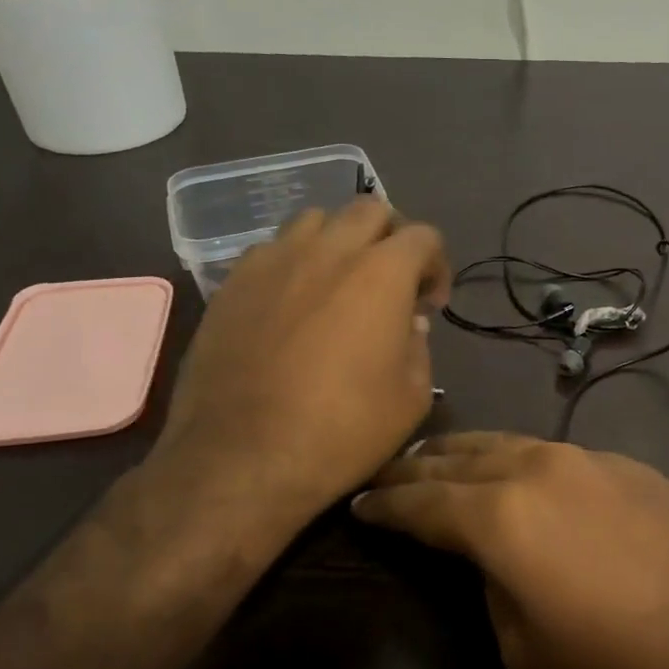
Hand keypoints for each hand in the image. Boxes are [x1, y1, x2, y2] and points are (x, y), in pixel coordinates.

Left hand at [139, 198, 448, 557]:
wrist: (242, 459)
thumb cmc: (341, 431)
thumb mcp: (411, 399)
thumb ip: (419, 347)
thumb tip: (406, 321)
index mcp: (381, 273)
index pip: (423, 236)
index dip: (436, 265)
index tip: (429, 304)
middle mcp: (328, 251)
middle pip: (369, 210)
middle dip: (390, 237)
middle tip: (390, 282)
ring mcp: (273, 261)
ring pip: (315, 220)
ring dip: (338, 241)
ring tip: (337, 283)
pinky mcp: (232, 283)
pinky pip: (271, 250)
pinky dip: (292, 262)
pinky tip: (290, 303)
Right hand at [352, 433, 668, 668]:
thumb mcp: (530, 656)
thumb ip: (492, 591)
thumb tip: (492, 561)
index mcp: (501, 515)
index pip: (422, 502)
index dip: (385, 506)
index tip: (358, 504)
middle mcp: (539, 467)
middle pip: (460, 456)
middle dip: (417, 466)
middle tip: (388, 476)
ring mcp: (589, 458)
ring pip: (507, 443)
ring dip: (465, 453)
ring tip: (440, 462)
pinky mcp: (628, 464)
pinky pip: (550, 452)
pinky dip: (515, 459)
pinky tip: (515, 473)